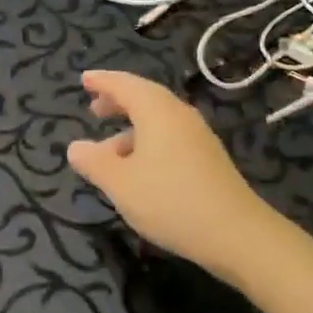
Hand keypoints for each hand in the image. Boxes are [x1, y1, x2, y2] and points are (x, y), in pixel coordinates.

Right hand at [68, 70, 278, 279]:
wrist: (238, 233)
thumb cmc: (171, 201)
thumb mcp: (121, 185)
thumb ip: (94, 162)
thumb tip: (75, 147)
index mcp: (156, 110)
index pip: (124, 84)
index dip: (102, 81)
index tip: (84, 79)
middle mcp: (178, 113)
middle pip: (144, 97)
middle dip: (117, 101)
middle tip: (94, 109)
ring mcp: (197, 134)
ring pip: (158, 119)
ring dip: (131, 126)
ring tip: (110, 150)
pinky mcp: (208, 156)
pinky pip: (170, 135)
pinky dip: (148, 140)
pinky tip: (140, 169)